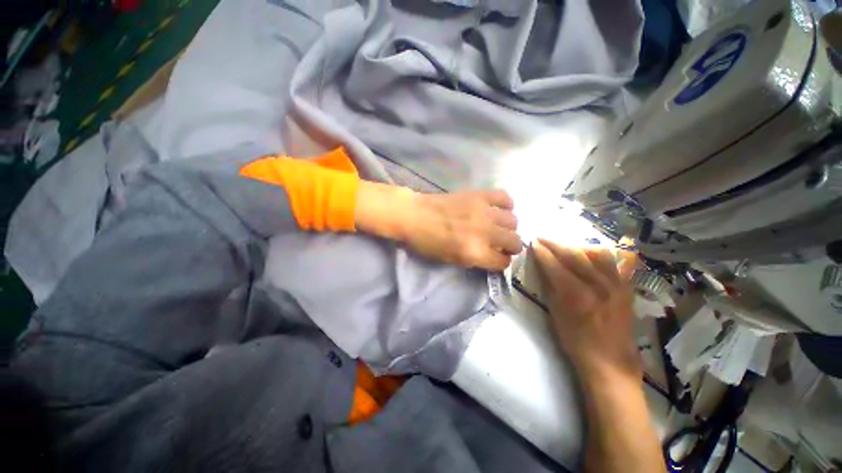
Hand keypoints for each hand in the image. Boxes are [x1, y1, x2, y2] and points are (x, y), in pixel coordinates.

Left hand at [399, 190, 522, 270]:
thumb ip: (476, 259)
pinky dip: (506, 205)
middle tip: (500, 244)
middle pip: (515, 242)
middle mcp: (484, 232)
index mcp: (474, 252)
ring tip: (497, 227)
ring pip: (513, 221)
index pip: (503, 262)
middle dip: (510, 247)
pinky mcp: (479, 195)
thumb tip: (494, 255)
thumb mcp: (452, 260)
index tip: (497, 258)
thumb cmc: (427, 242)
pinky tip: (497, 209)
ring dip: (508, 228)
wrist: (414, 215)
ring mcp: (483, 211)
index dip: (501, 262)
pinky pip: (505, 197)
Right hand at [532, 239, 639, 380]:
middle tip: (542, 237)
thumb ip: (550, 287)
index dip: (542, 252)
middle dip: (555, 243)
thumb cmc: (576, 341)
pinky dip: (607, 254)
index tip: (532, 242)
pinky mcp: (626, 288)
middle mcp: (598, 285)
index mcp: (576, 294)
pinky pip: (619, 263)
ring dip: (578, 246)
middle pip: (574, 254)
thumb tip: (542, 266)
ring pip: (597, 254)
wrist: (610, 361)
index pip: (555, 264)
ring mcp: (615, 285)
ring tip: (566, 246)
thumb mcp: (555, 314)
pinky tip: (602, 249)